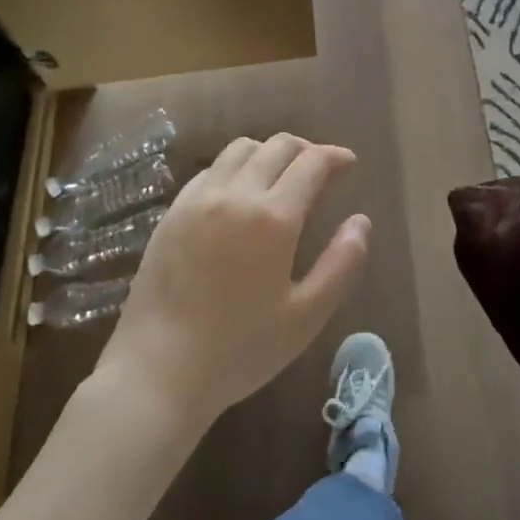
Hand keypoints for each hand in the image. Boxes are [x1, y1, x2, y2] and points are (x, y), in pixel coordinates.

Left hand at [96, 134, 370, 428]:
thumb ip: (342, 264)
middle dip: (306, 150)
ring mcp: (198, 199)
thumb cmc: (239, 350)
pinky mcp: (172, 212)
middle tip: (320, 171)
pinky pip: (210, 170)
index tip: (349, 164)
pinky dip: (235, 168)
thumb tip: (361, 221)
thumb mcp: (305, 317)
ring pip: (241, 149)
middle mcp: (235, 194)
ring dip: (269, 153)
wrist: (157, 373)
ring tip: (280, 178)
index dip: (336, 157)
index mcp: (273, 217)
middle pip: (277, 146)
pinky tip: (239, 195)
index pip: (312, 162)